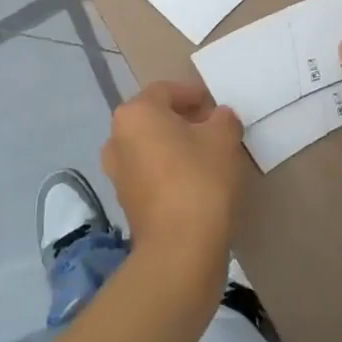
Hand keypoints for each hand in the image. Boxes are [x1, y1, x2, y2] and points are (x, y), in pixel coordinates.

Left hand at [102, 81, 244, 265]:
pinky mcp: (126, 202)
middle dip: (184, 120)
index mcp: (136, 113)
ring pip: (151, 147)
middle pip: (154, 118)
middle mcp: (117, 138)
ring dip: (176, 146)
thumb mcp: (223, 138)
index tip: (216, 106)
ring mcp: (117, 173)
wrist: (180, 250)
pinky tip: (195, 182)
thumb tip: (218, 118)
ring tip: (208, 156)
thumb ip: (223, 118)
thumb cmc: (200, 179)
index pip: (166, 91)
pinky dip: (169, 171)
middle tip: (214, 129)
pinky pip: (149, 174)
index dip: (194, 95)